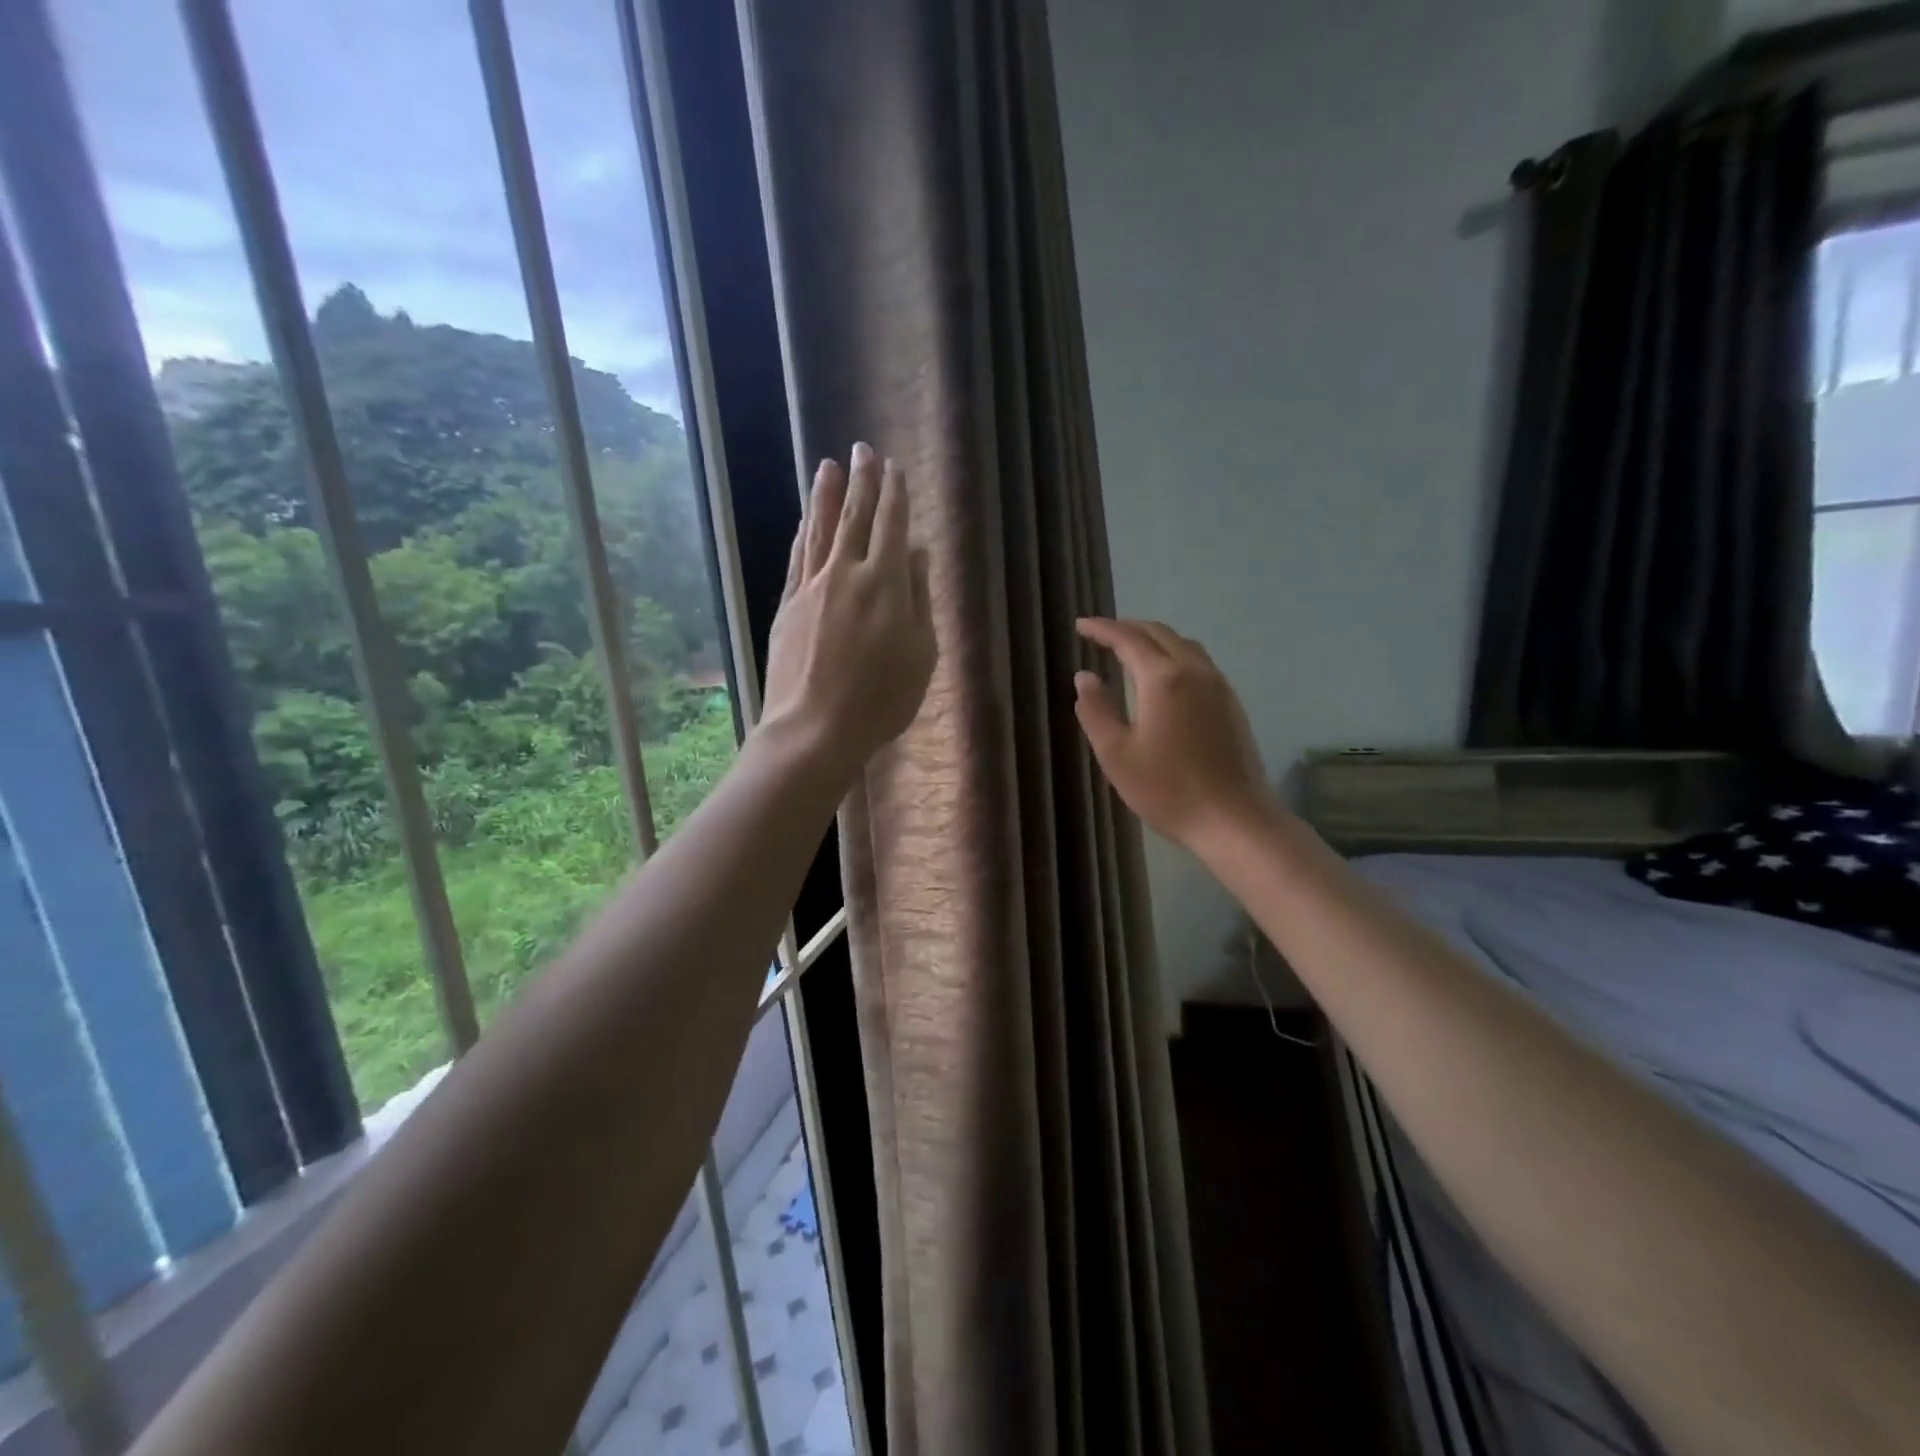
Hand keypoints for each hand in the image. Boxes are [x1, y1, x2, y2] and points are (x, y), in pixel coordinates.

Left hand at [760, 443, 935, 786]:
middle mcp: (847, 574)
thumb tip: (918, 555)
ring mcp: (812, 587)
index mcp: (887, 584)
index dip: (895, 495)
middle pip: (855, 518)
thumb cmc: (881, 700)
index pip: (892, 526)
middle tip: (862, 449)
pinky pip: (798, 557)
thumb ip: (920, 599)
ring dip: (825, 495)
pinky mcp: (787, 605)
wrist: (814, 728)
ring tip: (828, 465)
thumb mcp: (921, 655)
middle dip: (861, 481)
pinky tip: (804, 519)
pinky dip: (803, 533)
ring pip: (820, 530)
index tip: (894, 468)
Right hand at [1073, 619, 1276, 851]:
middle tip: (1101, 634)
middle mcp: (1194, 671)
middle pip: (1160, 633)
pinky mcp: (1231, 704)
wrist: (1234, 820)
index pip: (1128, 639)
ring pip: (1183, 645)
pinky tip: (1163, 676)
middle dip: (1128, 628)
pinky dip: (1173, 655)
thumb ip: (1096, 710)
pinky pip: (1199, 663)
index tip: (1080, 626)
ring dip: (1154, 639)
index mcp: (1163, 679)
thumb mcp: (1116, 754)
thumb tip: (1085, 676)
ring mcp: (1219, 686)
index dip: (1102, 629)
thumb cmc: (1168, 790)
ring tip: (1130, 649)